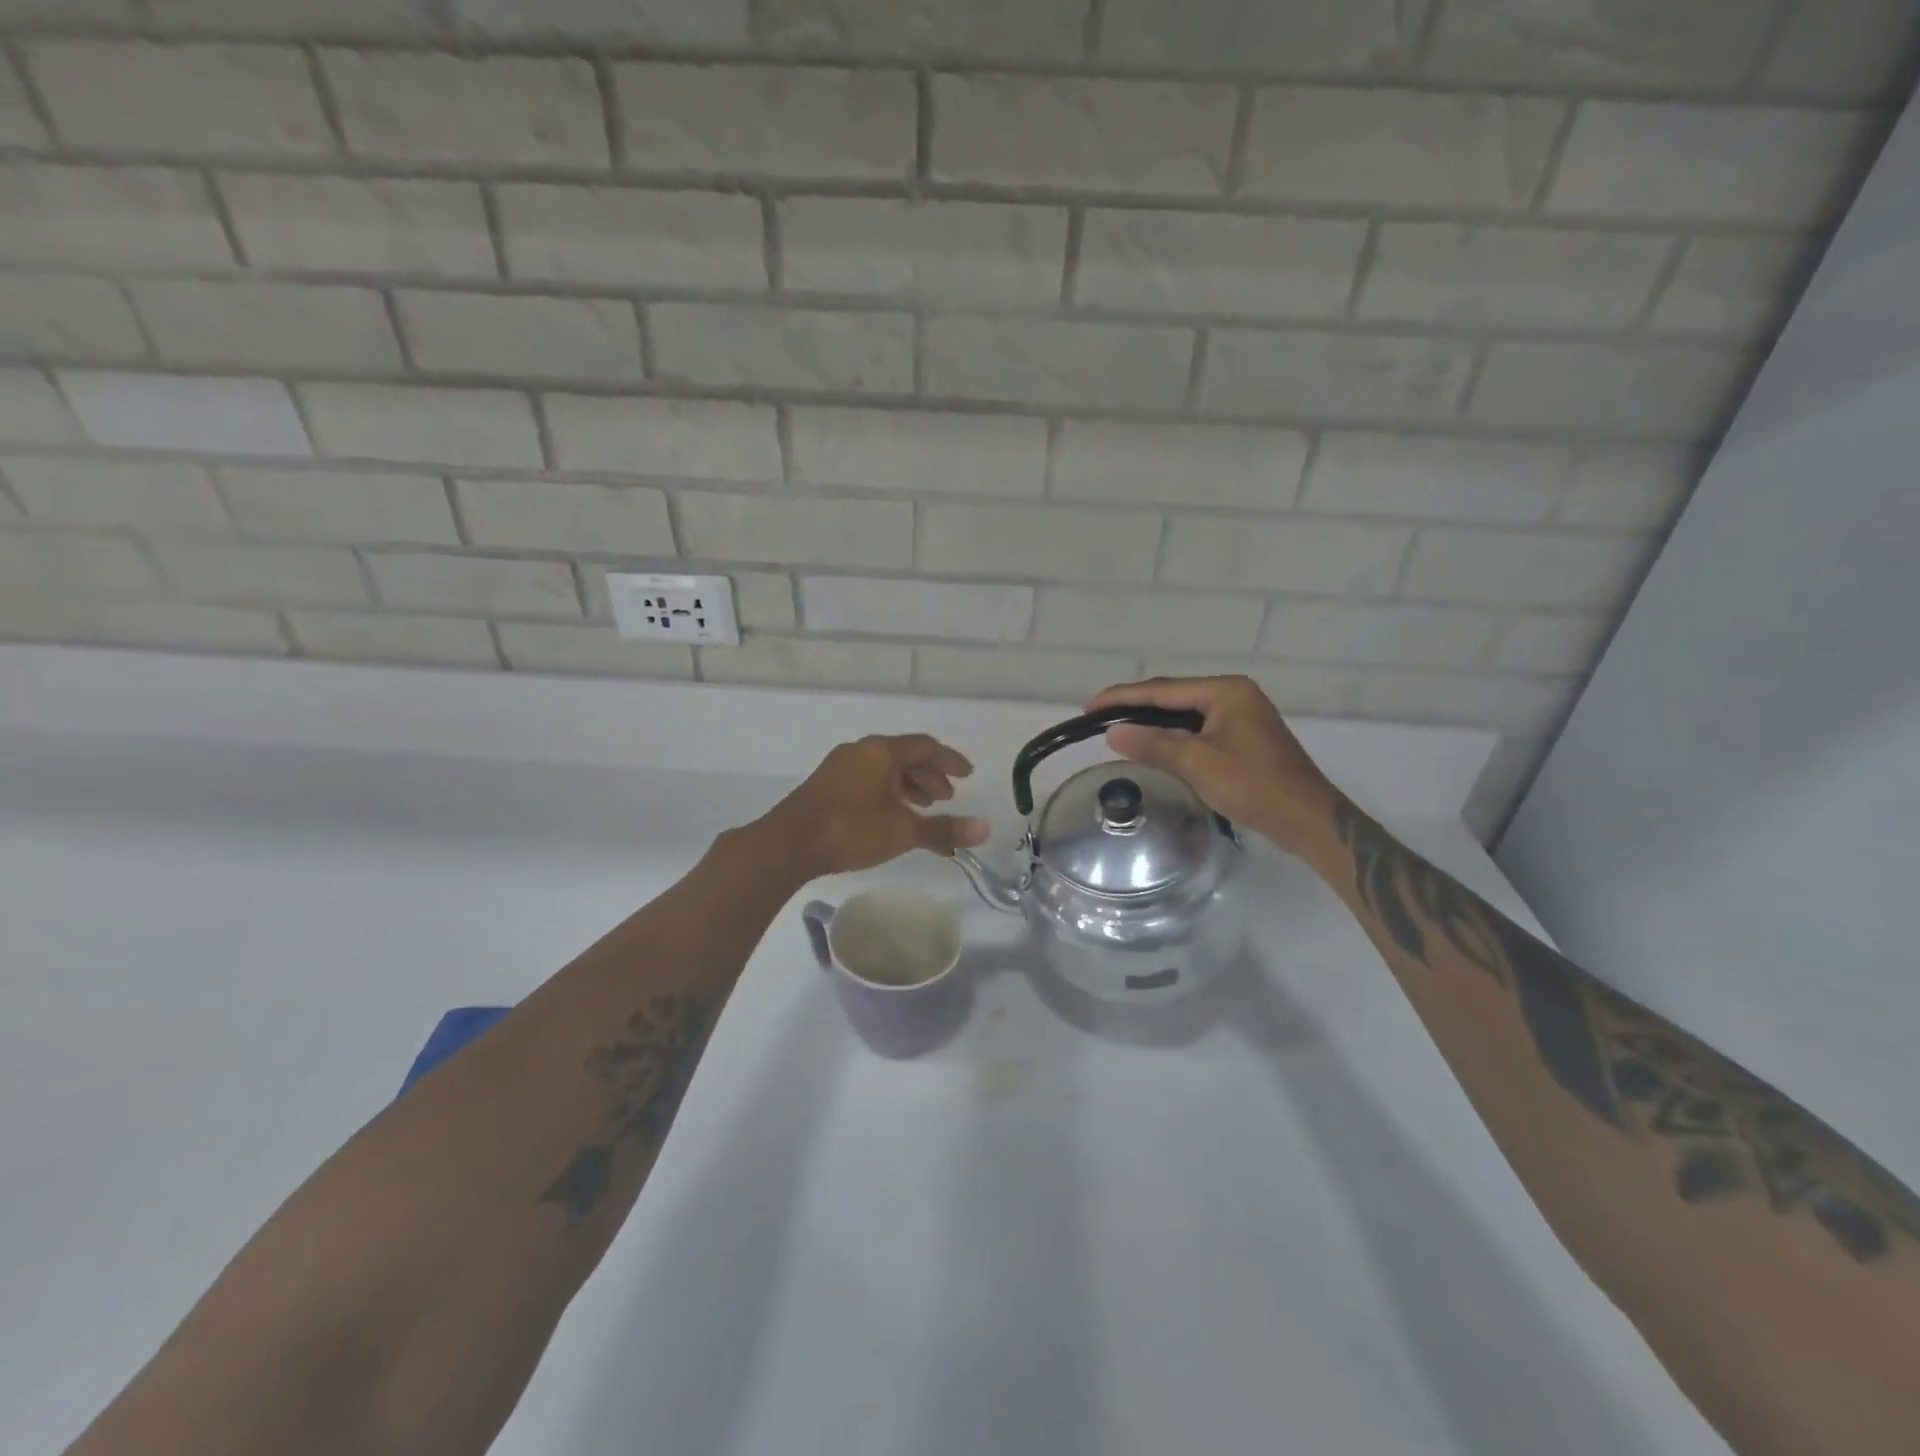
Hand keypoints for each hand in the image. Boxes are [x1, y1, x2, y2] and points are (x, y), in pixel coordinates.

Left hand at [762, 734, 990, 878]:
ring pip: (884, 768)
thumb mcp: (903, 831)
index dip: (950, 761)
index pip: (925, 746)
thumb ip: (943, 830)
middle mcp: (861, 751)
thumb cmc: (851, 829)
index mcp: (881, 751)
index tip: (968, 776)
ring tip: (923, 807)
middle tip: (948, 797)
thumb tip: (985, 829)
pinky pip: (867, 778)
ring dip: (908, 784)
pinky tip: (890, 815)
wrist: (789, 843)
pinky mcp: (826, 785)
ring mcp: (840, 767)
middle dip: (929, 775)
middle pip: (904, 755)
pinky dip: (887, 791)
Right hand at [1083, 676, 1336, 852]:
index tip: (1089, 707)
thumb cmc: (1254, 786)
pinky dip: (1172, 735)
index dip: (1122, 698)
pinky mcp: (1243, 737)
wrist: (1307, 819)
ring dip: (1152, 721)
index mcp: (1226, 691)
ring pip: (1184, 713)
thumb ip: (1154, 744)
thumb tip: (1113, 733)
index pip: (1162, 690)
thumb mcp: (1198, 764)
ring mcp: (1241, 715)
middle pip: (1173, 696)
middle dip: (1135, 706)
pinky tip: (1153, 744)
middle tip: (1097, 717)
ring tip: (1117, 728)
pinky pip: (1197, 728)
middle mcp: (1234, 695)